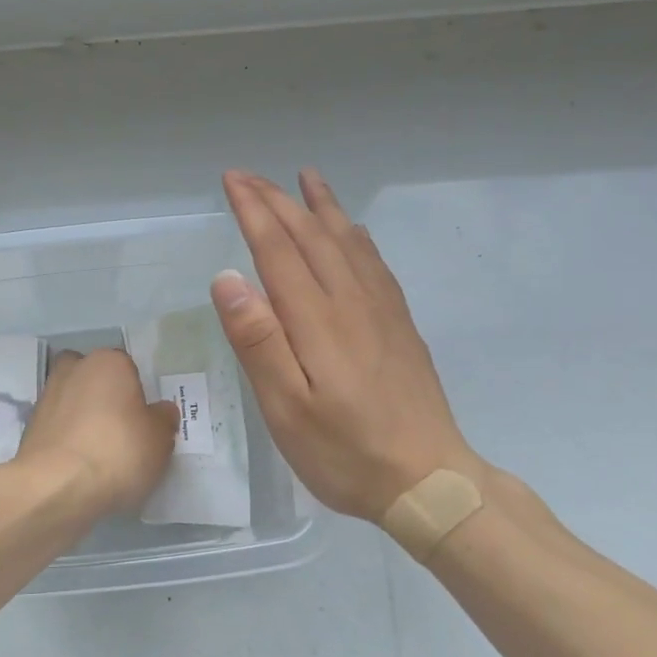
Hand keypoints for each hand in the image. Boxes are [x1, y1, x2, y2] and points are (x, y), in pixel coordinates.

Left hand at [16, 348, 178, 516]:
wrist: (56, 486)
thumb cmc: (118, 452)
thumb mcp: (159, 440)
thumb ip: (163, 420)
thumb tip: (161, 411)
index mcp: (109, 362)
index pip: (128, 368)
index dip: (137, 394)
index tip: (143, 420)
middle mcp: (74, 369)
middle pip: (93, 377)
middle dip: (103, 395)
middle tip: (119, 429)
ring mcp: (47, 396)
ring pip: (72, 399)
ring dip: (82, 417)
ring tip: (98, 451)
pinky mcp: (30, 426)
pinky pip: (57, 426)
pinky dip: (66, 438)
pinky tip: (79, 463)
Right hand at [212, 169, 494, 524]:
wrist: (429, 481)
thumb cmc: (344, 451)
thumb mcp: (286, 408)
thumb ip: (258, 341)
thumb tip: (227, 278)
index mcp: (317, 319)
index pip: (278, 249)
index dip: (254, 211)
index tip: (232, 181)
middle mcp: (351, 302)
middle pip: (311, 236)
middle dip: (278, 200)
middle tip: (250, 175)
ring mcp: (381, 311)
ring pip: (347, 241)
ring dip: (321, 206)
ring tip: (306, 178)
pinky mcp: (400, 325)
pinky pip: (375, 262)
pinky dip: (356, 235)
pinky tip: (353, 231)